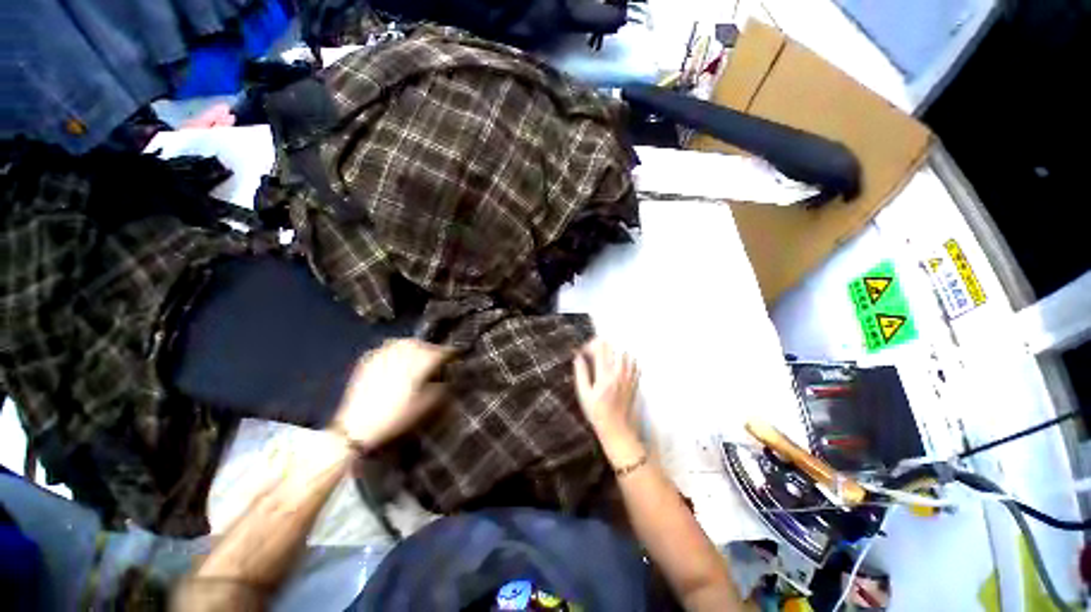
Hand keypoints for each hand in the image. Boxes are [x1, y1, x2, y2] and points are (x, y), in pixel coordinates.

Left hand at [330, 339, 452, 448]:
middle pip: (424, 344)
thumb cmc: (398, 416)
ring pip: (405, 342)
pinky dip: (396, 350)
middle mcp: (403, 352)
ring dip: (415, 347)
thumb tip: (448, 375)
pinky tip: (396, 360)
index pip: (442, 351)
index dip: (451, 354)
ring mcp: (384, 353)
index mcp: (420, 361)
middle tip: (436, 360)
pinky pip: (388, 347)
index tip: (456, 358)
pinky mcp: (369, 359)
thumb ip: (442, 386)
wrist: (358, 427)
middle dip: (432, 350)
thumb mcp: (428, 404)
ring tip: (417, 357)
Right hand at [573, 338, 642, 461]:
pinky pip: (634, 364)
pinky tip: (618, 365)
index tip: (583, 350)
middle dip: (601, 345)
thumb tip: (578, 357)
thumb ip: (581, 373)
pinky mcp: (634, 382)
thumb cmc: (596, 413)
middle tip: (593, 352)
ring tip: (606, 357)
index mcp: (604, 376)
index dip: (590, 345)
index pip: (599, 350)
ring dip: (615, 351)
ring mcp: (629, 377)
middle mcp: (619, 374)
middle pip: (613, 348)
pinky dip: (627, 360)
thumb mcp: (583, 395)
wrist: (616, 429)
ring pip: (626, 354)